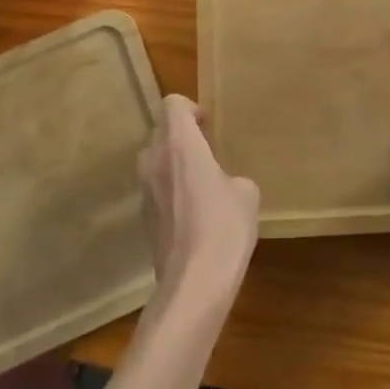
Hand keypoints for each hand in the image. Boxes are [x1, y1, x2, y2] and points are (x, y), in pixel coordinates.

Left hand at [139, 94, 259, 303]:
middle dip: (180, 136)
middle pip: (160, 131)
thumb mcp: (246, 193)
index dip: (191, 108)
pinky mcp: (143, 219)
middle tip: (206, 151)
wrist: (194, 283)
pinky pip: (154, 189)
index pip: (172, 105)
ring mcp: (144, 191)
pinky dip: (169, 190)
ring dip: (171, 162)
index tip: (208, 125)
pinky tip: (192, 212)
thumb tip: (223, 185)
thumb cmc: (224, 226)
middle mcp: (155, 161)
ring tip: (198, 181)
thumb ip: (232, 176)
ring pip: (153, 161)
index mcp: (179, 145)